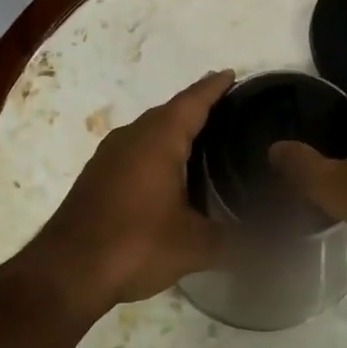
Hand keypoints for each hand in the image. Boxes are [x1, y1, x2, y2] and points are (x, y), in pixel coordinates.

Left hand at [23, 70, 234, 317]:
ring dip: (174, 128)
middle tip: (229, 109)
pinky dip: (156, 148)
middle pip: (170, 111)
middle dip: (197, 106)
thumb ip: (238, 244)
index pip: (193, 101)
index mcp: (158, 139)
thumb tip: (281, 251)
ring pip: (149, 129)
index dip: (214, 87)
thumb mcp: (194, 247)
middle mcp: (132, 137)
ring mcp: (109, 156)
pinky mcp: (97, 176)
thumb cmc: (134, 245)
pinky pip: (135, 148)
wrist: (65, 272)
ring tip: (204, 137)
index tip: (232, 75)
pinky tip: (168, 171)